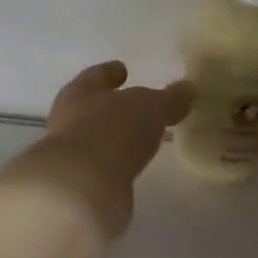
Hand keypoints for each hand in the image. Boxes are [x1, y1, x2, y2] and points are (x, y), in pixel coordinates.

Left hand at [4, 62, 193, 237]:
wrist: (82, 188)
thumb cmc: (112, 131)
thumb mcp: (149, 107)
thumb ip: (169, 99)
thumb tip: (188, 88)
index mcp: (80, 93)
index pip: (96, 76)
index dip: (110, 72)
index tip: (122, 69)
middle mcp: (69, 121)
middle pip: (92, 108)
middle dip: (113, 107)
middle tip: (137, 107)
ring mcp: (73, 156)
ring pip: (97, 139)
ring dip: (117, 138)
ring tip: (141, 139)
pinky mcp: (81, 185)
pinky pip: (104, 167)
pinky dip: (118, 164)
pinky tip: (133, 166)